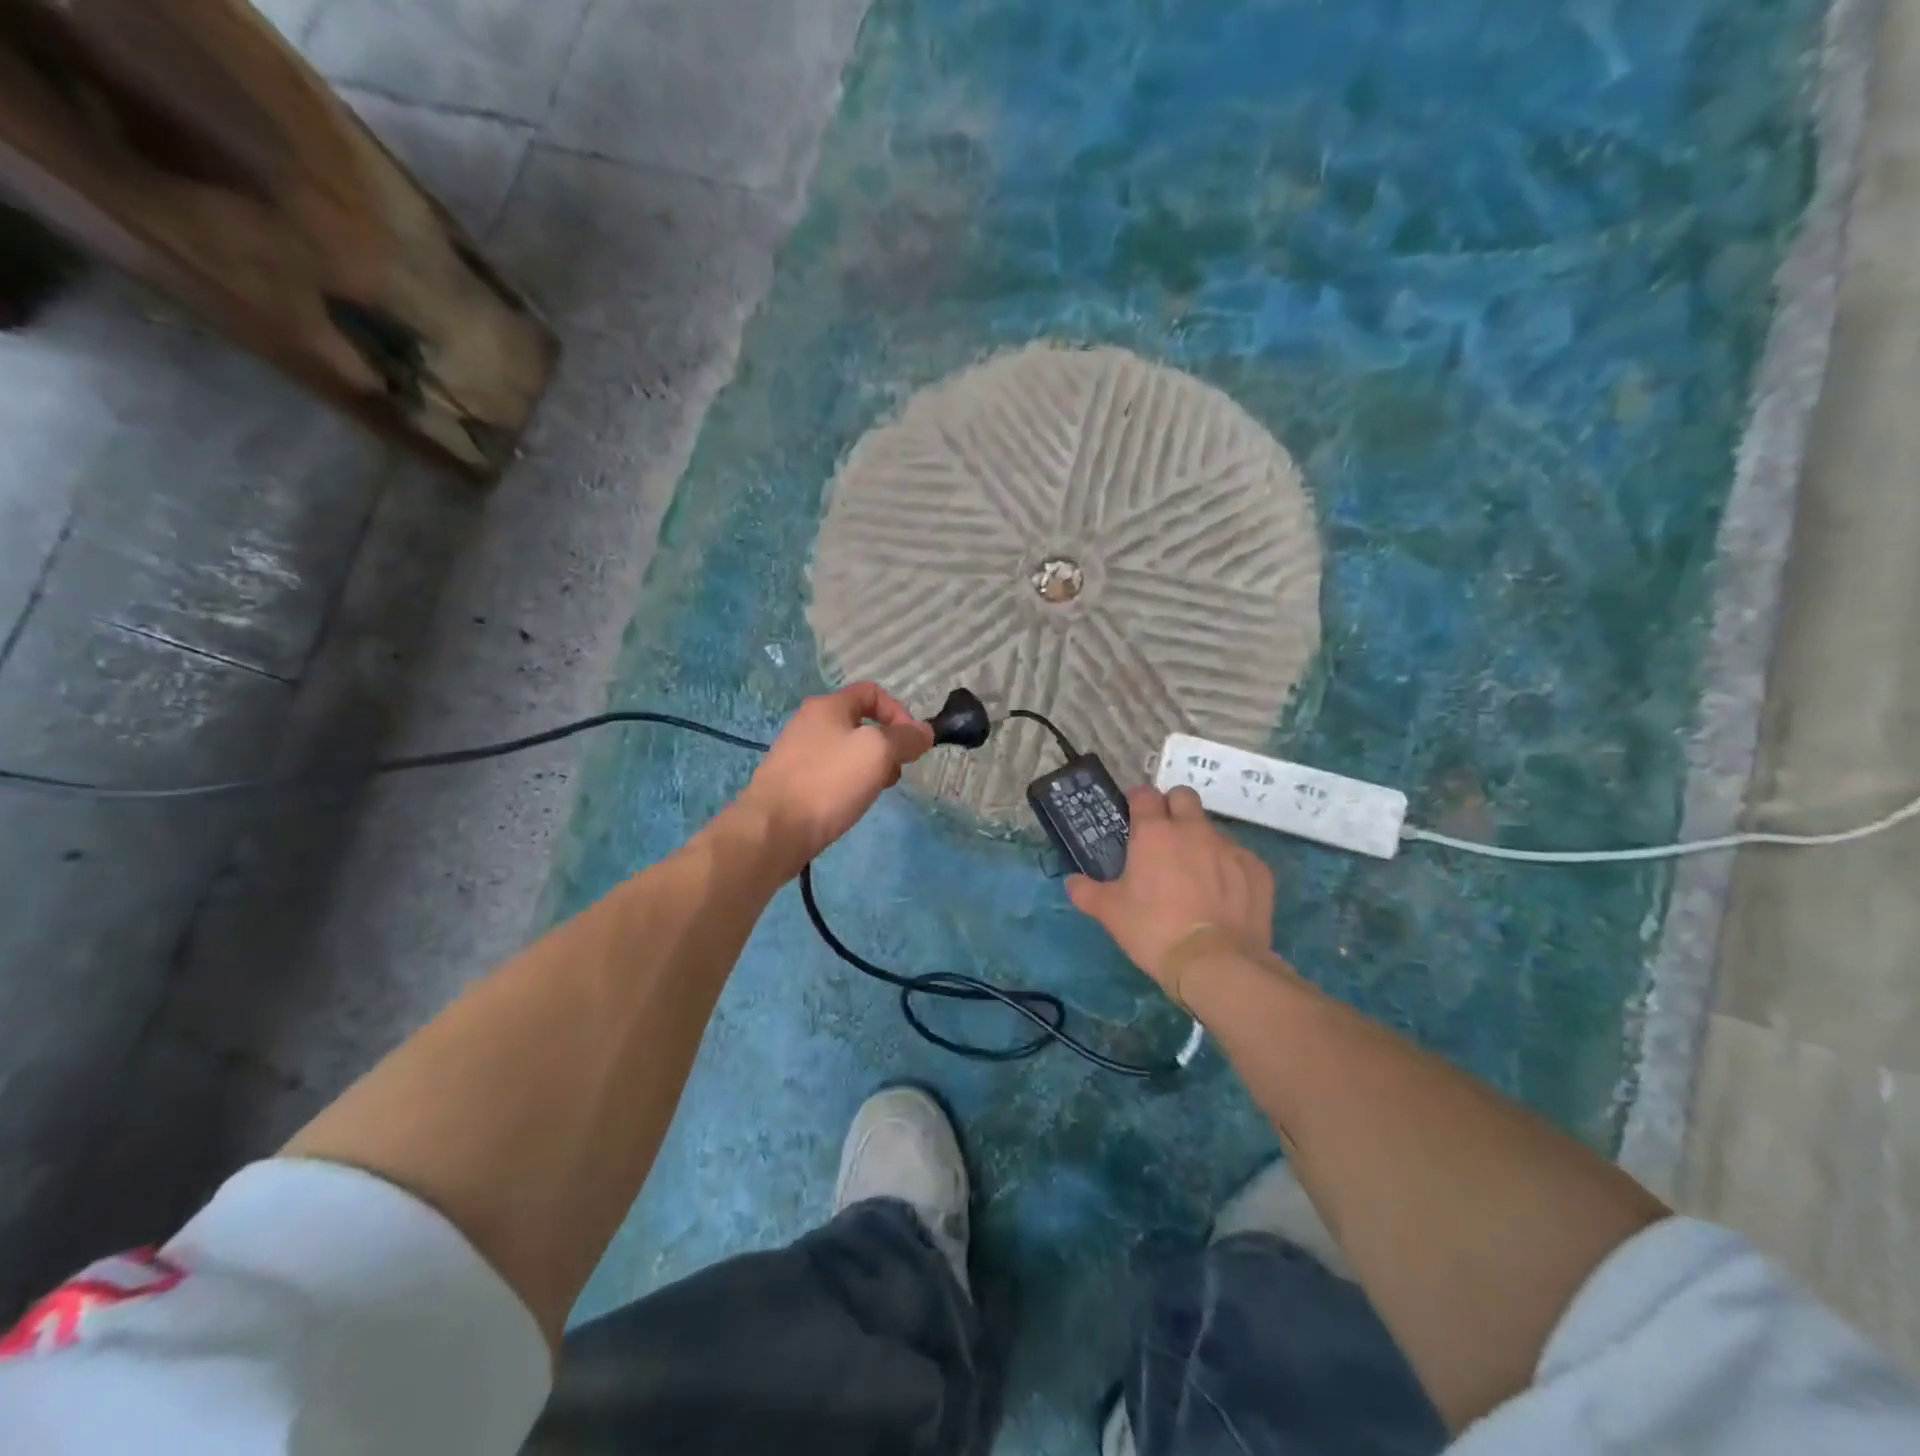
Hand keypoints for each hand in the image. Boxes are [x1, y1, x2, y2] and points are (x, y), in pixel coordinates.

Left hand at [735, 682, 933, 873]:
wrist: (773, 829)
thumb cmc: (828, 782)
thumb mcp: (878, 752)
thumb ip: (906, 738)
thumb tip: (924, 732)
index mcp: (828, 706)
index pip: (872, 692)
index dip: (899, 712)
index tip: (911, 744)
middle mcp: (809, 722)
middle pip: (861, 723)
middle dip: (886, 745)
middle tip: (894, 772)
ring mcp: (797, 752)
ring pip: (847, 751)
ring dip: (869, 767)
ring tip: (874, 792)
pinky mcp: (791, 781)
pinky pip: (830, 773)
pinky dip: (847, 783)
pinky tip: (849, 804)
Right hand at [1066, 786, 1274, 989]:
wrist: (1217, 963)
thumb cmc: (1154, 930)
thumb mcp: (1110, 913)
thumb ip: (1087, 892)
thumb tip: (1072, 882)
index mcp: (1154, 833)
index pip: (1144, 794)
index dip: (1137, 800)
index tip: (1133, 815)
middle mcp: (1193, 830)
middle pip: (1183, 796)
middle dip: (1172, 807)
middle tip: (1164, 837)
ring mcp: (1230, 848)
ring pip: (1212, 829)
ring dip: (1200, 841)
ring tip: (1194, 875)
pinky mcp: (1257, 870)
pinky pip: (1239, 858)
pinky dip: (1228, 869)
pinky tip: (1222, 896)